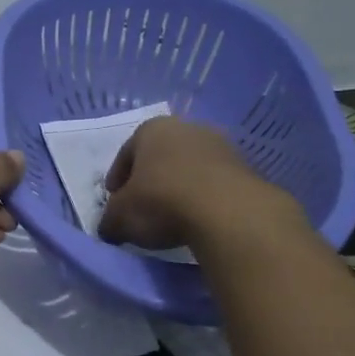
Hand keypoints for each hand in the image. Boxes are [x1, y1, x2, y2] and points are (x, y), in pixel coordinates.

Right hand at [98, 116, 301, 249]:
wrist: (227, 211)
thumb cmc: (162, 201)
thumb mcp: (120, 217)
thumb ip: (109, 220)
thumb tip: (109, 228)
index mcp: (152, 129)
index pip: (126, 153)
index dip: (117, 180)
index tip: (115, 202)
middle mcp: (187, 127)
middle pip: (160, 156)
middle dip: (150, 180)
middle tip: (143, 208)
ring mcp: (220, 144)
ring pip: (189, 167)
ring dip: (179, 187)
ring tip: (173, 216)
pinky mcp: (245, 167)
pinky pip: (213, 182)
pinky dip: (203, 196)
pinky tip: (198, 218)